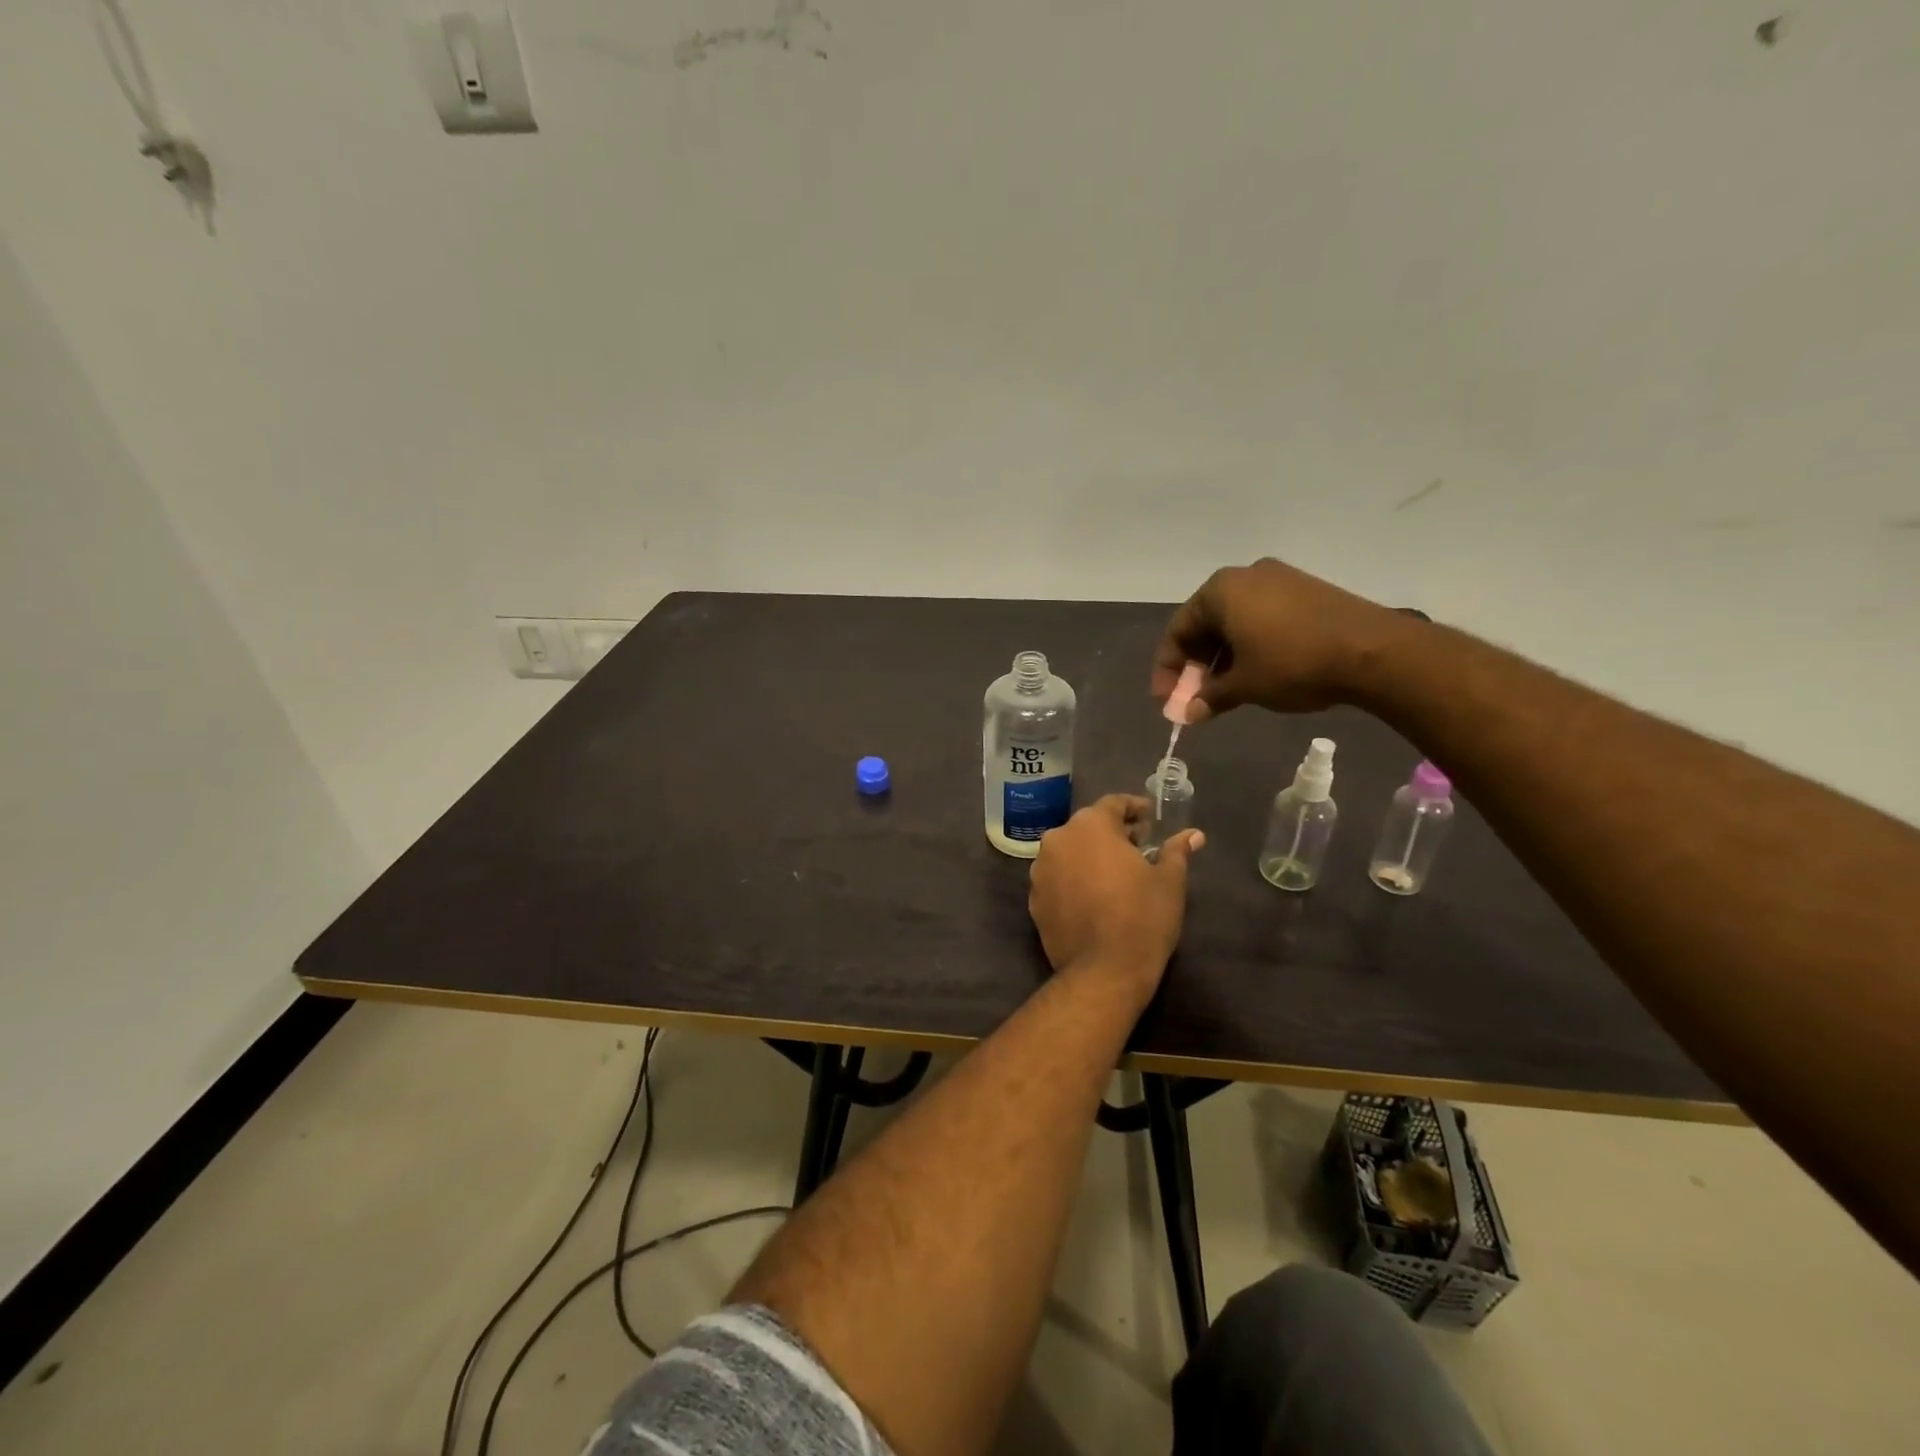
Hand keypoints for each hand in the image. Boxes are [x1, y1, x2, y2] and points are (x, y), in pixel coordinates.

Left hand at [1028, 795, 1203, 996]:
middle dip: (1113, 833)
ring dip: (1090, 856)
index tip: (1150, 817)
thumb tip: (1193, 835)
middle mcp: (1058, 840)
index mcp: (1090, 826)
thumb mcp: (1169, 881)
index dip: (1135, 808)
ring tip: (1116, 873)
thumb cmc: (1143, 917)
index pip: (1113, 804)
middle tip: (1139, 846)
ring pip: (1069, 852)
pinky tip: (1094, 897)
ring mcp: (1040, 871)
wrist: (1104, 971)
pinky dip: (1074, 879)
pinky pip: (1058, 878)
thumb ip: (1176, 851)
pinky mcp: (1034, 900)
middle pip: (1088, 826)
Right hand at [1151, 558, 1403, 721]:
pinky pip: (1263, 619)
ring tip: (1225, 692)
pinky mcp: (1307, 591)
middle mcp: (1246, 575)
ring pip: (1236, 623)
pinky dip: (1250, 647)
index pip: (1178, 630)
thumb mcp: (1244, 686)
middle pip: (1206, 625)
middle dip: (1197, 665)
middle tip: (1195, 698)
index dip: (1168, 670)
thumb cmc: (1293, 663)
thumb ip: (1208, 697)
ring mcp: (1281, 580)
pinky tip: (1256, 674)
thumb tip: (1187, 714)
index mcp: (1220, 590)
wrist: (1374, 651)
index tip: (1166, 701)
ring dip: (1224, 659)